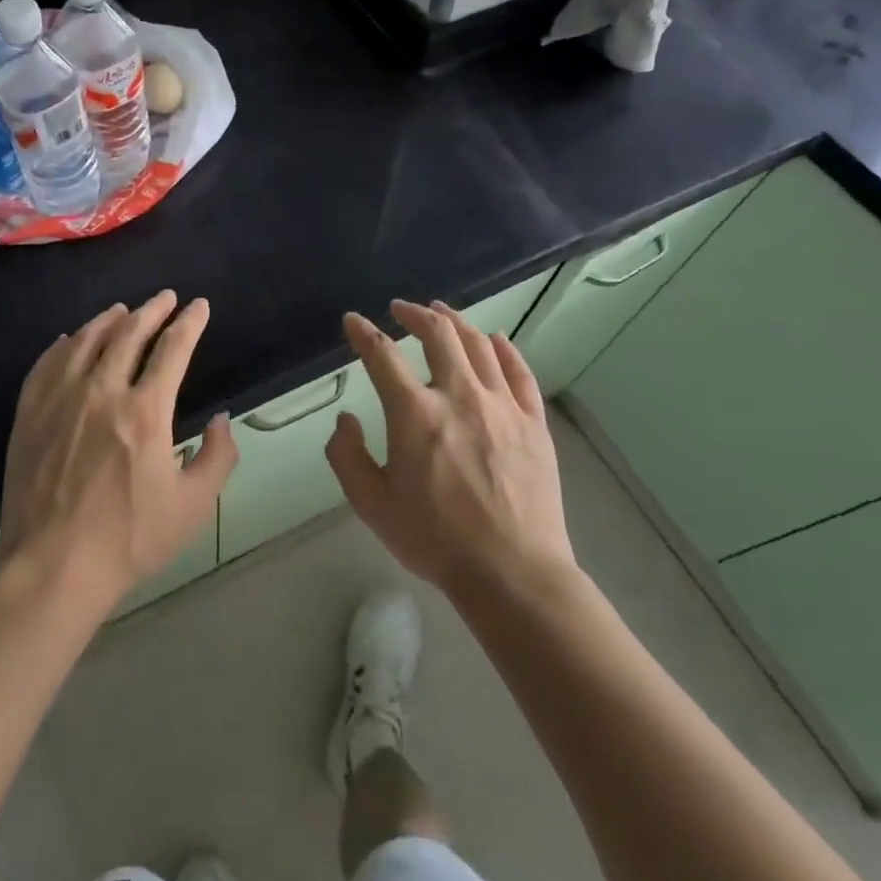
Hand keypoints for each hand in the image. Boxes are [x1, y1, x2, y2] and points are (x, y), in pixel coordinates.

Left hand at [0, 291, 237, 615]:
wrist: (52, 566)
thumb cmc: (129, 539)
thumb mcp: (193, 507)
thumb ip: (217, 457)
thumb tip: (220, 419)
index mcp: (145, 411)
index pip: (173, 349)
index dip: (190, 322)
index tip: (200, 306)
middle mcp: (102, 391)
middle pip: (129, 333)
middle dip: (153, 310)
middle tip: (165, 298)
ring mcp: (60, 399)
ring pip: (86, 340)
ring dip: (109, 320)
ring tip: (122, 310)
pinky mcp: (30, 413)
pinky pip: (47, 363)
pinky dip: (64, 344)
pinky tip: (70, 340)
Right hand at [324, 299, 576, 599]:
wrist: (512, 572)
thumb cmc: (435, 539)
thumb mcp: (371, 505)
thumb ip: (347, 456)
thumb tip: (347, 419)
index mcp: (414, 414)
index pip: (382, 355)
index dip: (363, 332)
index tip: (353, 321)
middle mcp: (458, 395)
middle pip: (437, 334)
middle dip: (414, 313)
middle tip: (401, 309)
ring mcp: (501, 405)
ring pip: (478, 344)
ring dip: (455, 321)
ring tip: (441, 313)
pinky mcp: (533, 421)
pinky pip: (518, 371)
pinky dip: (503, 348)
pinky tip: (494, 339)